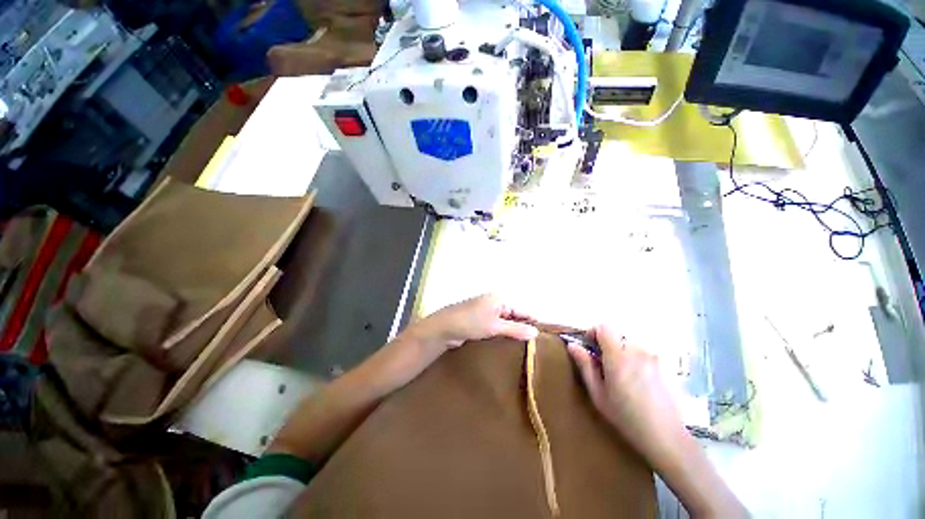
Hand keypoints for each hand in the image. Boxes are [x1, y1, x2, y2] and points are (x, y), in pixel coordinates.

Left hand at [406, 294, 538, 351]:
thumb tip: (536, 332)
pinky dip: (503, 335)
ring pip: (506, 323)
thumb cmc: (470, 322)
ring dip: (513, 333)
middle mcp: (495, 303)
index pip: (523, 310)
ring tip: (526, 349)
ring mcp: (487, 313)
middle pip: (515, 316)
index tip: (544, 337)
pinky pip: (497, 328)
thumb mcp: (494, 326)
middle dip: (523, 329)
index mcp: (500, 299)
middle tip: (536, 346)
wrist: (444, 328)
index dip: (533, 322)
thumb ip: (515, 329)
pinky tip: (509, 346)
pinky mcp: (481, 322)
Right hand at [567, 324, 686, 463]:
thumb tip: (572, 345)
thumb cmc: (626, 417)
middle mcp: (638, 350)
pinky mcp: (667, 365)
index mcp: (619, 356)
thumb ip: (585, 366)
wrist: (668, 438)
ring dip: (624, 354)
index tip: (591, 348)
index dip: (594, 333)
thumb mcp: (598, 394)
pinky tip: (642, 384)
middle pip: (618, 336)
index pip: (604, 327)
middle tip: (607, 368)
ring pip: (632, 345)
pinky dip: (639, 362)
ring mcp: (655, 357)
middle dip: (609, 346)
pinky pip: (646, 355)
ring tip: (626, 378)